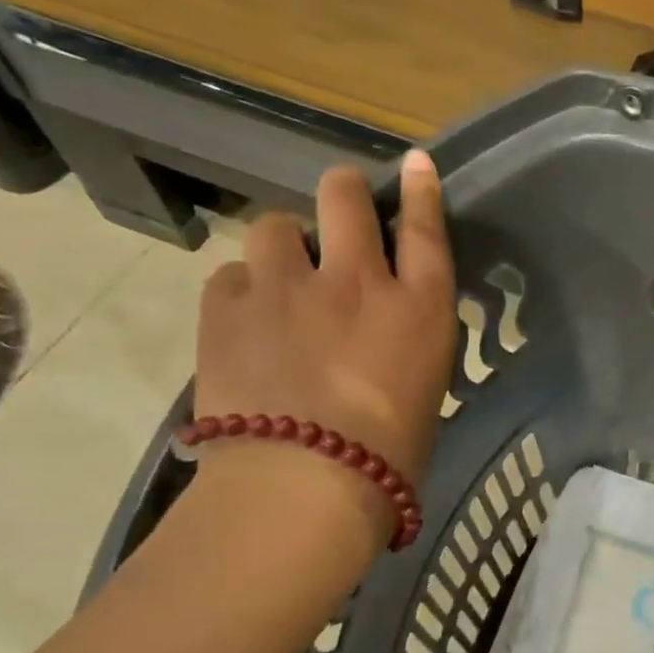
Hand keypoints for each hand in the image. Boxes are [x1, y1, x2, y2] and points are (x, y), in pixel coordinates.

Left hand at [194, 153, 457, 499]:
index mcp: (417, 309)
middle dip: (343, 191)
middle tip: (339, 205)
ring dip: (283, 246)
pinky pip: (230, 275)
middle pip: (345, 198)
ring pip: (276, 226)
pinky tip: (245, 322)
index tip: (414, 164)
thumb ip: (404, 345)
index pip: (425, 230)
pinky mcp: (228, 309)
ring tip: (279, 281)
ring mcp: (287, 288)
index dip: (420, 190)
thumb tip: (384, 334)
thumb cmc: (387, 459)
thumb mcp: (422, 391)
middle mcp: (355, 281)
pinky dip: (241, 291)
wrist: (304, 488)